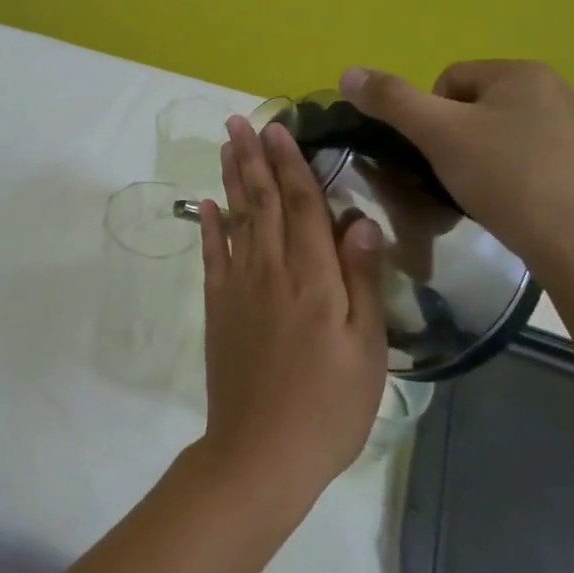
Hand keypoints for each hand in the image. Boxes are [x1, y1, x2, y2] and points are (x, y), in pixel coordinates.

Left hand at [195, 116, 387, 498]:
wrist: (261, 452)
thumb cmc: (329, 406)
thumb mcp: (367, 348)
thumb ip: (362, 279)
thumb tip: (359, 220)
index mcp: (314, 277)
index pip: (302, 205)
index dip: (291, 164)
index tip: (279, 128)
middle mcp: (271, 270)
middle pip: (262, 201)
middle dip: (253, 157)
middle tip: (240, 120)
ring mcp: (238, 287)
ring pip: (235, 219)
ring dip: (231, 178)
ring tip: (226, 145)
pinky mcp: (217, 308)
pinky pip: (212, 256)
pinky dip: (209, 226)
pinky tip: (206, 204)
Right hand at [339, 61, 573, 285]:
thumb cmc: (505, 178)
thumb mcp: (437, 134)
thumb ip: (391, 100)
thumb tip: (347, 72)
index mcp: (524, 72)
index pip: (449, 80)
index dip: (430, 119)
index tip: (437, 155)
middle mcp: (558, 89)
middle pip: (475, 106)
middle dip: (456, 139)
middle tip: (455, 176)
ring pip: (502, 133)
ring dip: (482, 158)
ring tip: (482, 193)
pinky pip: (531, 157)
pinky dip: (513, 176)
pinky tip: (513, 203)